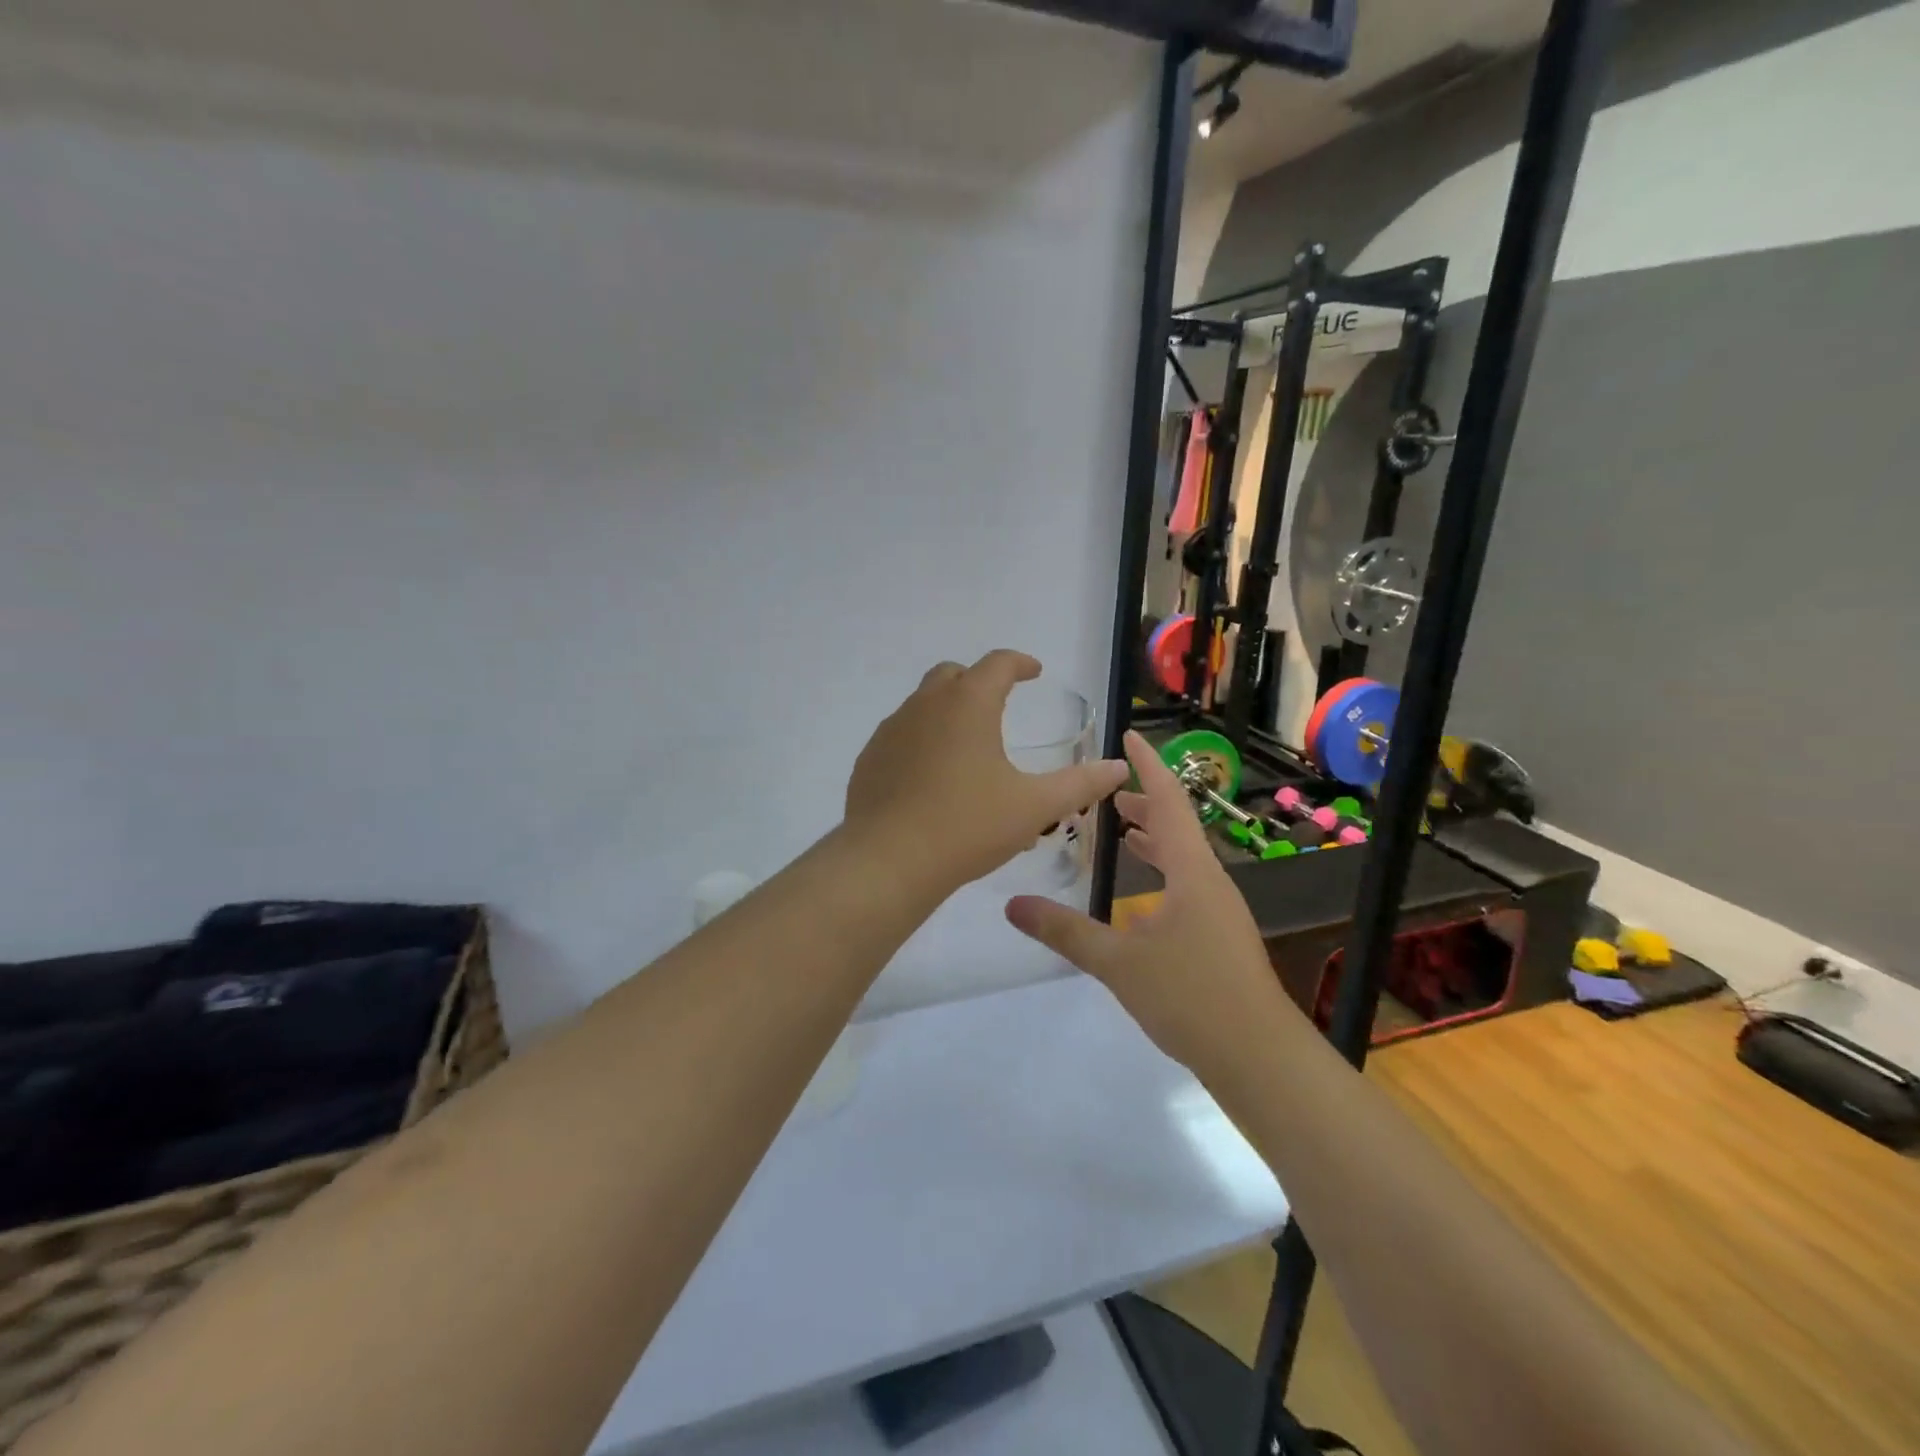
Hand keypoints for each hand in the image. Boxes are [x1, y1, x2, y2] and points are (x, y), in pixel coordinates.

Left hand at [844, 651, 1129, 894]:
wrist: (887, 861)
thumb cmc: (968, 826)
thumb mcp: (1034, 807)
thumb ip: (1080, 784)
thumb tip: (1119, 767)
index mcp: (969, 703)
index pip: (997, 663)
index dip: (1019, 663)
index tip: (1033, 671)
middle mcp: (926, 705)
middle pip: (953, 675)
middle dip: (979, 681)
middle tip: (998, 703)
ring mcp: (892, 730)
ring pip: (923, 704)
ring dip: (948, 712)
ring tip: (968, 748)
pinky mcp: (870, 758)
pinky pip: (901, 736)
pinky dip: (922, 741)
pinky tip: (932, 778)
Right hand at [1005, 730, 1283, 1078]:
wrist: (1259, 1058)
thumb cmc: (1191, 997)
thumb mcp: (1118, 962)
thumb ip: (1065, 930)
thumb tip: (1012, 904)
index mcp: (1192, 871)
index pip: (1169, 801)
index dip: (1148, 767)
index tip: (1130, 737)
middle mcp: (1210, 882)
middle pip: (1178, 827)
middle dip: (1145, 804)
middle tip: (1109, 792)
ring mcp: (1218, 912)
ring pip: (1184, 859)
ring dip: (1154, 840)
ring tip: (1122, 832)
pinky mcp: (1218, 939)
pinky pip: (1186, 887)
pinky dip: (1162, 873)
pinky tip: (1142, 898)